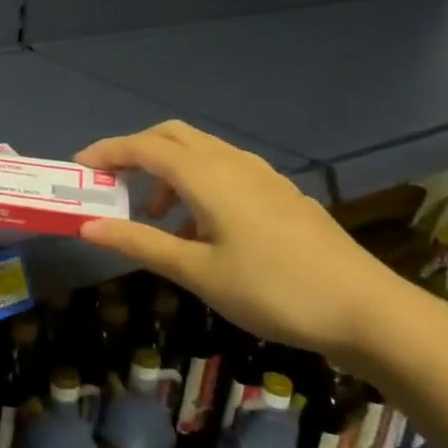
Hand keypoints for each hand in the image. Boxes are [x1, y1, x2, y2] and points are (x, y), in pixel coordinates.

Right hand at [73, 121, 412, 369]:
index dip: (107, 152)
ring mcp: (262, 176)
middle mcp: (233, 163)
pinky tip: (200, 230)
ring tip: (155, 219)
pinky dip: (196, 184)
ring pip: (201, 152)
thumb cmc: (273, 290)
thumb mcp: (197, 272)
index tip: (78, 168)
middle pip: (172, 136)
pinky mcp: (280, 193)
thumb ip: (140, 243)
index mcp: (208, 176)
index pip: (144, 147)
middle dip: (135, 152)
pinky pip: (225, 171)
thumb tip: (87, 226)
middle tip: (111, 183)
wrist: (368, 311)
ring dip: (167, 172)